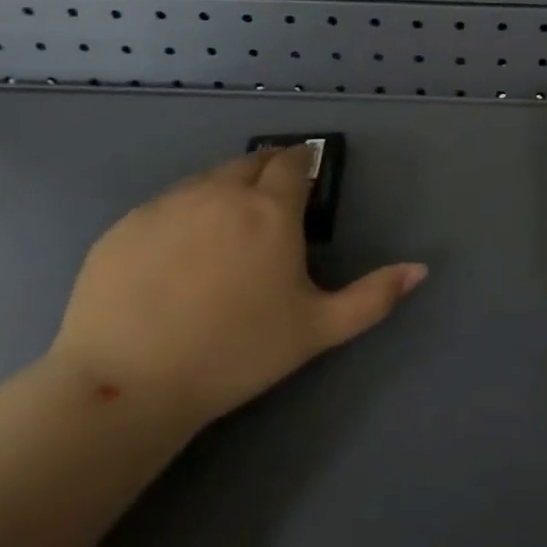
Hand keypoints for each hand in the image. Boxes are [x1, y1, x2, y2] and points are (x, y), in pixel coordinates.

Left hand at [50, 148, 426, 429]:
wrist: (125, 386)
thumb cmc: (235, 353)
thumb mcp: (316, 329)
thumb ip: (374, 296)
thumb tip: (421, 269)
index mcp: (269, 208)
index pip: (293, 160)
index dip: (304, 166)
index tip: (306, 185)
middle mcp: (220, 190)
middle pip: (251, 162)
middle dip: (267, 174)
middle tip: (270, 213)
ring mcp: (167, 204)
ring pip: (207, 180)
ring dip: (225, 192)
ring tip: (224, 236)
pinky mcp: (125, 225)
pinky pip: (165, 205)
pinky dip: (182, 216)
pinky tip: (175, 260)